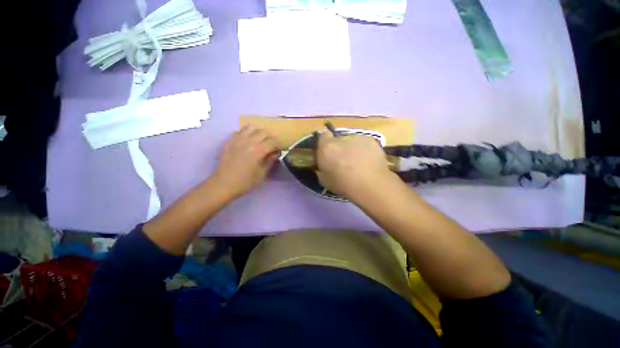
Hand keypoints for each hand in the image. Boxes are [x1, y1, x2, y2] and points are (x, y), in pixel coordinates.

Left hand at [213, 125, 279, 198]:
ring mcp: (237, 139)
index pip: (273, 141)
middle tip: (270, 146)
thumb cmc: (245, 182)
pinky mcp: (228, 141)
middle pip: (263, 132)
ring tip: (258, 140)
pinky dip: (245, 134)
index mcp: (258, 150)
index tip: (278, 150)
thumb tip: (276, 153)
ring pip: (251, 127)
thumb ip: (270, 161)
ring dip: (257, 132)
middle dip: (270, 138)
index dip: (278, 145)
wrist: (223, 184)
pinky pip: (239, 131)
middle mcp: (248, 141)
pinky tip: (246, 142)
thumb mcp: (262, 174)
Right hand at [316, 130, 393, 200]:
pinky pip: (364, 143)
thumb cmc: (343, 184)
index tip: (328, 152)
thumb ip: (322, 168)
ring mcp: (358, 137)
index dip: (325, 143)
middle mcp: (341, 138)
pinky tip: (368, 161)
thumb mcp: (324, 180)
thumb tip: (323, 165)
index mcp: (327, 147)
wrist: (370, 185)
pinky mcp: (371, 140)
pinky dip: (365, 150)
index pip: (323, 135)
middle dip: (340, 147)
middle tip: (344, 161)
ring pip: (352, 141)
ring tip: (358, 162)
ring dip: (352, 148)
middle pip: (338, 139)